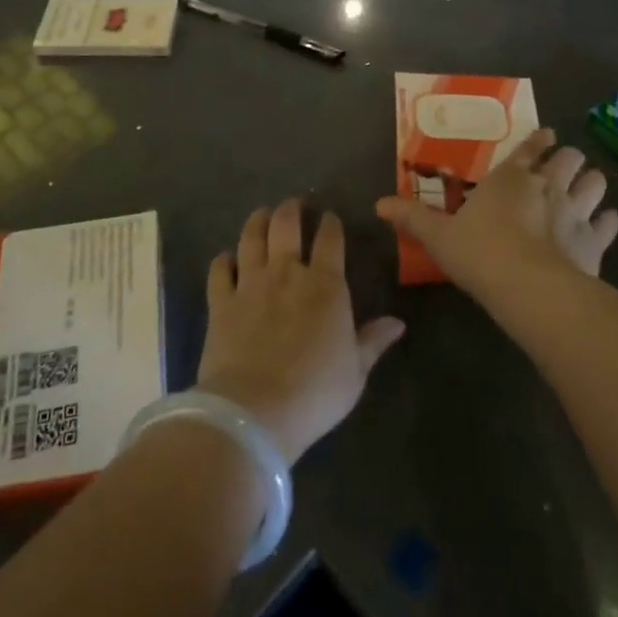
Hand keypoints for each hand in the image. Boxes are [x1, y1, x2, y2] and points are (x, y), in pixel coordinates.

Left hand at [195, 200, 405, 465]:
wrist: (254, 411)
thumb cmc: (315, 392)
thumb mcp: (355, 371)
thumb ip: (373, 341)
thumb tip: (398, 323)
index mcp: (325, 285)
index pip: (330, 239)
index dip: (330, 224)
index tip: (330, 218)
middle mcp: (287, 273)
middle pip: (286, 225)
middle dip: (291, 210)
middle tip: (293, 205)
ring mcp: (250, 284)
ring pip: (251, 238)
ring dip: (257, 222)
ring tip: (261, 214)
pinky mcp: (221, 302)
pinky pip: (219, 270)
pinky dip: (223, 260)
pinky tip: (226, 258)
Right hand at [375, 129, 617, 303]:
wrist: (528, 288)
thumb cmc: (479, 253)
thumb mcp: (438, 235)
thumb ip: (412, 217)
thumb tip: (377, 203)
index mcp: (509, 178)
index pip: (529, 148)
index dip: (539, 140)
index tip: (547, 136)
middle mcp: (546, 186)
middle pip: (569, 159)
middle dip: (569, 160)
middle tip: (564, 167)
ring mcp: (575, 211)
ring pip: (595, 183)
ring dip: (591, 184)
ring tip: (588, 188)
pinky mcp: (595, 240)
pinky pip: (609, 223)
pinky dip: (608, 221)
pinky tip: (606, 223)